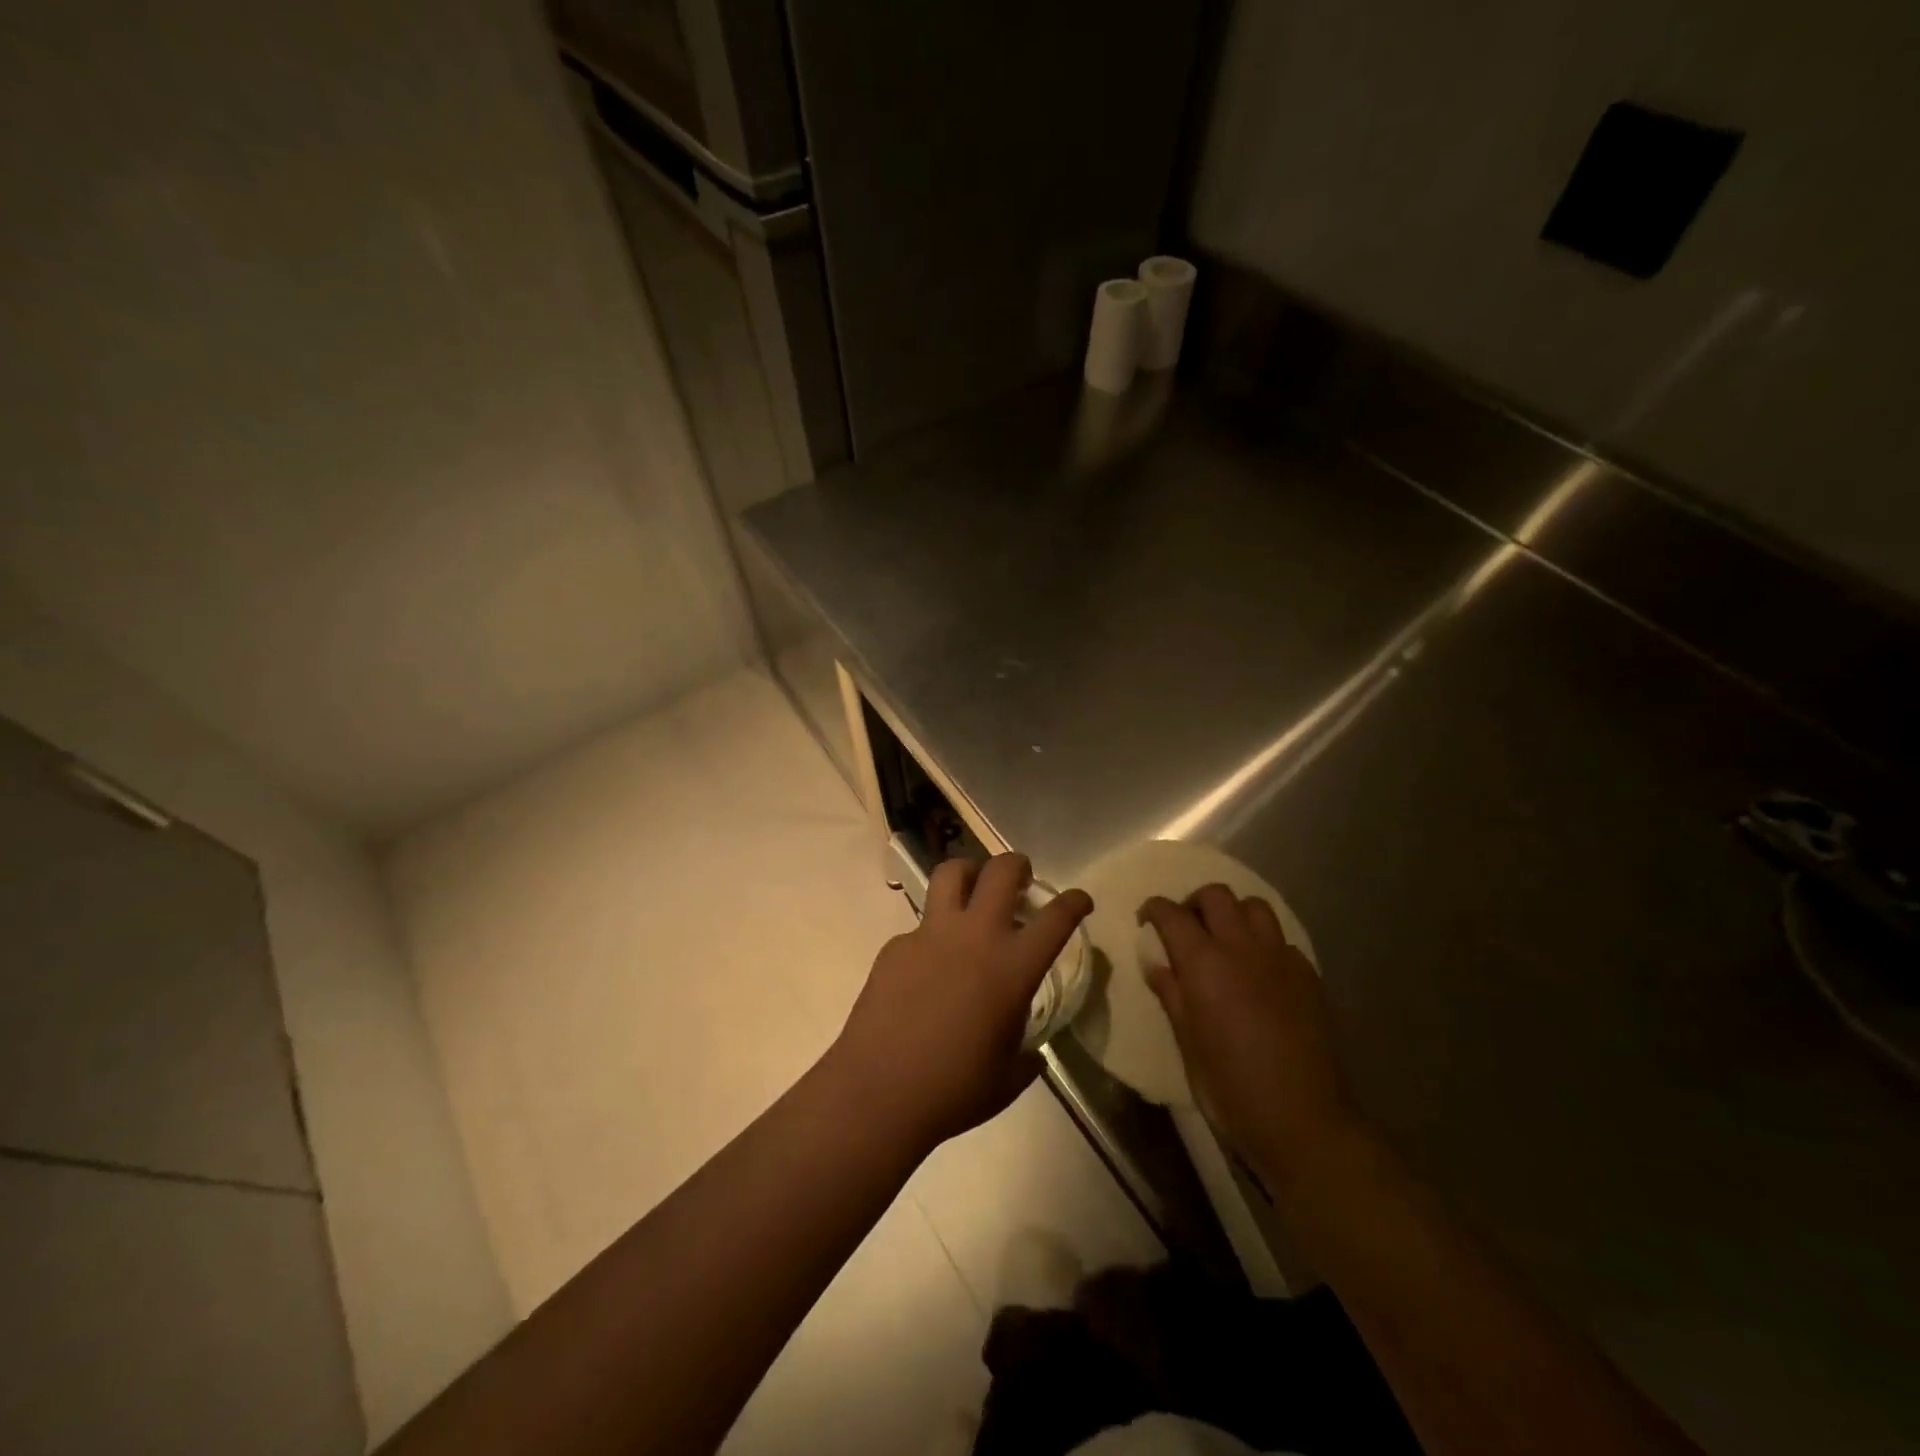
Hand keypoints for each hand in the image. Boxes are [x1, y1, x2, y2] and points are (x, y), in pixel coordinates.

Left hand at [829, 853, 1092, 1148]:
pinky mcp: (896, 945)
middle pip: (1002, 871)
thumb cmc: (954, 1090)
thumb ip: (1027, 1053)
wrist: (879, 1091)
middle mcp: (975, 936)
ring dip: (969, 873)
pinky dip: (933, 934)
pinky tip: (928, 969)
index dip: (1074, 902)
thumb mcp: (1009, 1077)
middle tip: (1020, 878)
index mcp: (1012, 967)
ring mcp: (930, 934)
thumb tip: (1030, 1050)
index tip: (1080, 900)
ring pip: (951, 873)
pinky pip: (920, 925)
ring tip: (972, 890)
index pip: (1056, 918)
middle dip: (1017, 864)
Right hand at [1139, 886, 1361, 1189]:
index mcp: (1204, 963)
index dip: (1154, 909)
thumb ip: (1172, 994)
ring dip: (1234, 914)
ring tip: (1226, 940)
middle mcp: (1242, 948)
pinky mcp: (1308, 976)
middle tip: (1186, 928)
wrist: (1302, 1119)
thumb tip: (1157, 964)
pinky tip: (1260, 973)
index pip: (1171, 914)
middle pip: (1216, 896)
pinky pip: (1281, 941)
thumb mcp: (1187, 1043)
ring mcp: (1280, 959)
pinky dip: (1264, 944)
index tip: (1146, 921)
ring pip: (1254, 907)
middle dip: (1194, 903)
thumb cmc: (1230, 1087)